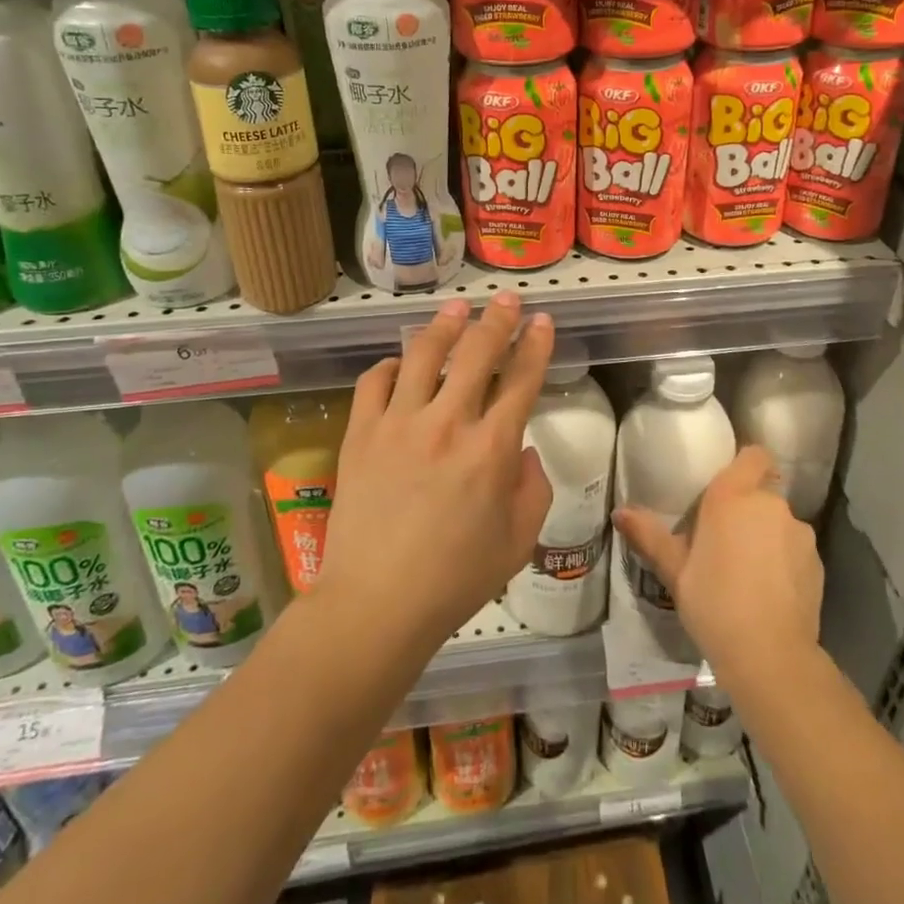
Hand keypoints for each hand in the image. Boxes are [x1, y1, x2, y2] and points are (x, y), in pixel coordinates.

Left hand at [318, 293, 554, 645]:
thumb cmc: (456, 579)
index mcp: (492, 449)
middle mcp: (448, 423)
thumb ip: (533, 488)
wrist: (376, 603)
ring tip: (456, 309)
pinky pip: (374, 381)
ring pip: (423, 354)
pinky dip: (390, 365)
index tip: (542, 321)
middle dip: (497, 319)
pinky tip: (400, 363)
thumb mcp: (518, 541)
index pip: (521, 379)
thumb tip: (522, 450)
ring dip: (445, 326)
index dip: (535, 345)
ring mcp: (399, 424)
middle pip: (477, 352)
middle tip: (507, 300)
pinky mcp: (361, 434)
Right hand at [613, 446, 822, 680]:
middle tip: (724, 539)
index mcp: (733, 496)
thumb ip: (649, 536)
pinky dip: (784, 560)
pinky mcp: (816, 561)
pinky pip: (795, 548)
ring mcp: (798, 532)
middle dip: (747, 509)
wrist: (770, 656)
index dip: (744, 465)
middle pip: (762, 491)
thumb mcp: (674, 571)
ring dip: (766, 535)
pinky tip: (769, 591)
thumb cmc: (713, 603)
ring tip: (748, 570)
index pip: (753, 455)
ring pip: (779, 522)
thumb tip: (619, 512)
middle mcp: (769, 504)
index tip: (726, 486)